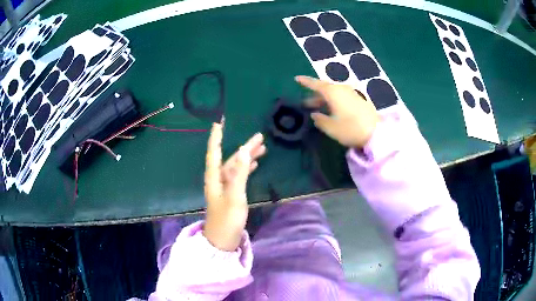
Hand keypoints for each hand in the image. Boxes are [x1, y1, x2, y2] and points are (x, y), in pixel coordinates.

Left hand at [203, 122, 265, 250]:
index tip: (220, 121)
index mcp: (214, 177)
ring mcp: (225, 187)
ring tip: (262, 148)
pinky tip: (255, 164)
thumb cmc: (226, 219)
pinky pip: (239, 176)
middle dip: (244, 146)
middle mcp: (218, 179)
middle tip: (260, 136)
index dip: (217, 136)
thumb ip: (239, 173)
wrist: (222, 240)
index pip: (214, 151)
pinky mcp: (231, 194)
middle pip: (231, 157)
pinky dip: (247, 168)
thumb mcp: (234, 196)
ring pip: (237, 166)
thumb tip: (244, 150)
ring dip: (248, 157)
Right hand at [296, 76, 379, 147]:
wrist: (377, 133)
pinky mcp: (360, 99)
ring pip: (334, 93)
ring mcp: (352, 93)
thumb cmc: (351, 129)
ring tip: (318, 108)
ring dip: (325, 99)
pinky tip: (333, 110)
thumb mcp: (331, 127)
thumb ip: (320, 120)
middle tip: (306, 103)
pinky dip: (335, 101)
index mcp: (333, 92)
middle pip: (326, 88)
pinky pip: (342, 96)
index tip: (296, 79)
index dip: (306, 82)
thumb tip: (314, 115)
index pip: (316, 84)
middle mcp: (342, 89)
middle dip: (315, 95)